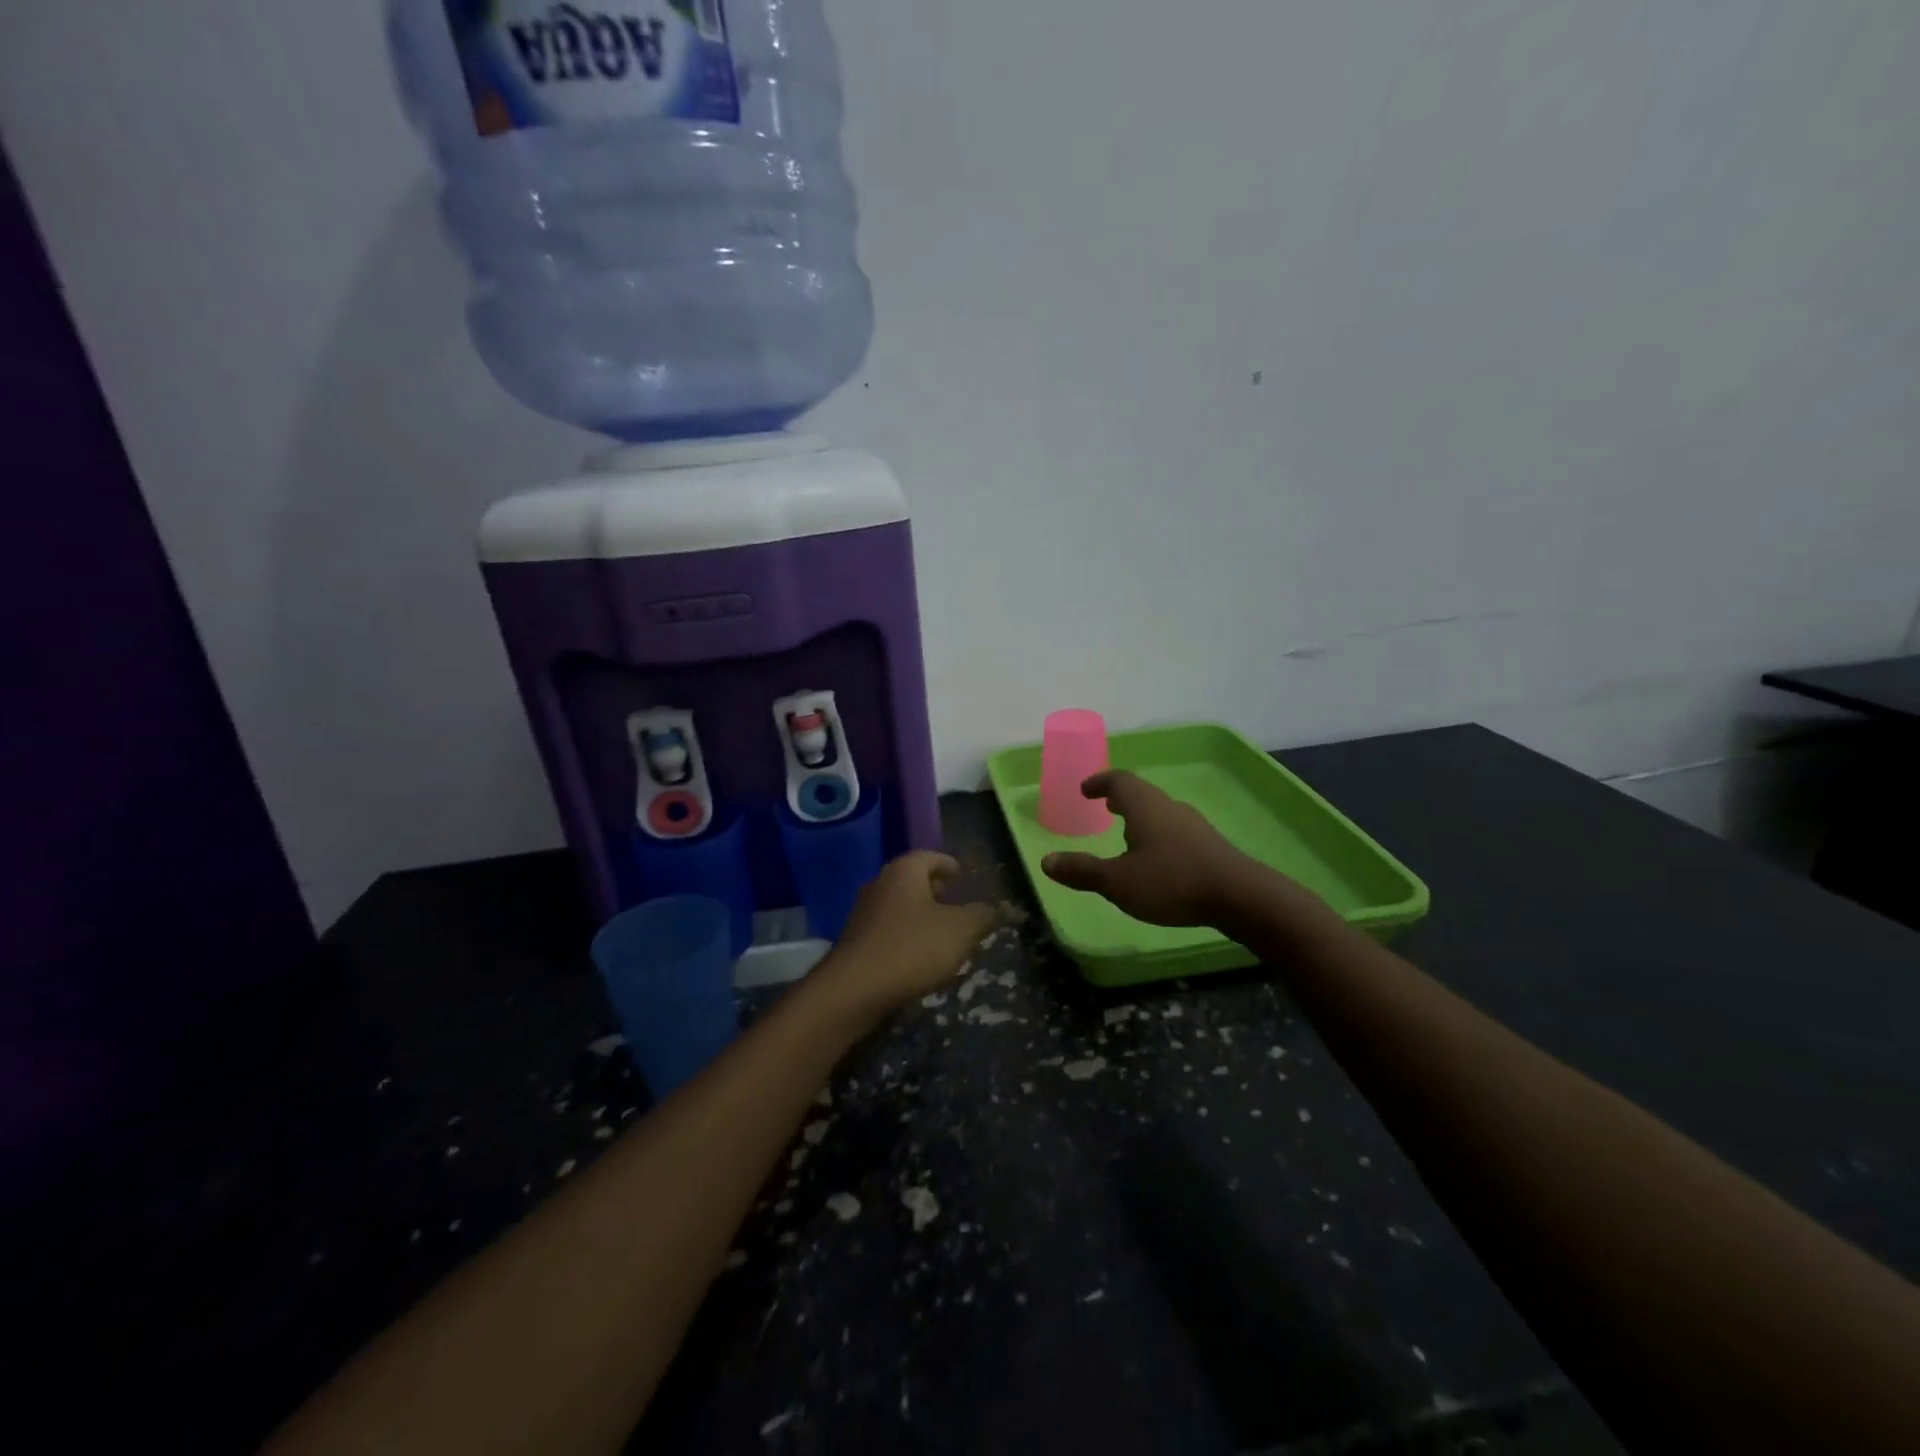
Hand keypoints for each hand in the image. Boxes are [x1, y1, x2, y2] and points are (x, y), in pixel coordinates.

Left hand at [810, 851, 998, 1023]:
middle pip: (912, 881)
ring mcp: (863, 914)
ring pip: (899, 907)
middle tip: (956, 904)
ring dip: (920, 916)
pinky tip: (919, 958)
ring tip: (943, 935)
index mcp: (904, 871)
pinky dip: (906, 937)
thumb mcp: (960, 931)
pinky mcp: (855, 943)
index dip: (949, 865)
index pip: (930, 857)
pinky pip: (888, 931)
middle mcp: (880, 884)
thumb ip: (980, 915)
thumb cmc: (912, 948)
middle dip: (935, 891)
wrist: (853, 990)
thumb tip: (994, 907)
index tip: (962, 875)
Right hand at [1043, 770, 1278, 928]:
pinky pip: (1174, 828)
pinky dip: (1156, 831)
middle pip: (1141, 793)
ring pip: (1159, 810)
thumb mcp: (1118, 882)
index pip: (1118, 781)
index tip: (1085, 789)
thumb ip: (1083, 871)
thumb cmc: (1172, 882)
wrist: (1240, 896)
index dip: (1099, 782)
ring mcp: (1193, 825)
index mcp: (1144, 807)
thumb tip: (1046, 861)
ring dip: (1139, 815)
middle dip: (1120, 798)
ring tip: (1126, 831)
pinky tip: (1157, 856)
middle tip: (1104, 806)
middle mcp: (1169, 807)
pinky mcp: (1209, 845)